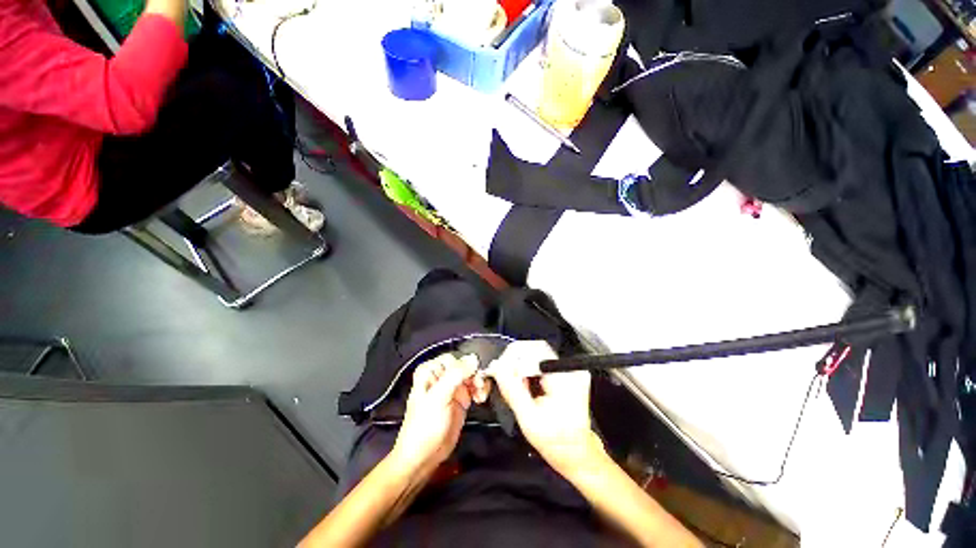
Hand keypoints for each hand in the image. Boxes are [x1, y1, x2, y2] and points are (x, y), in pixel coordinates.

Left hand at [389, 353, 478, 472]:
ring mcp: (452, 388)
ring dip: (479, 382)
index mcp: (429, 371)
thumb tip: (473, 358)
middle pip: (464, 366)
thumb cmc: (425, 425)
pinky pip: (474, 387)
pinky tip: (481, 399)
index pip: (453, 358)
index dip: (464, 366)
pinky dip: (480, 390)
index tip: (473, 376)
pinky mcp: (461, 399)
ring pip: (472, 375)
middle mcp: (441, 376)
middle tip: (480, 386)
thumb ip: (455, 375)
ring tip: (481, 395)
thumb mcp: (439, 397)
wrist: (423, 457)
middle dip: (474, 374)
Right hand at [489, 341, 604, 473]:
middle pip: (535, 349)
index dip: (514, 355)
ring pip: (537, 354)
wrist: (577, 454)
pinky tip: (525, 385)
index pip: (535, 349)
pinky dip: (528, 370)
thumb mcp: (529, 419)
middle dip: (515, 360)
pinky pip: (541, 362)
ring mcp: (569, 370)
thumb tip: (497, 367)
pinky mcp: (566, 373)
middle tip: (503, 377)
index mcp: (564, 378)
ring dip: (520, 365)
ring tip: (515, 385)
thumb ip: (512, 390)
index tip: (499, 368)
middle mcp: (570, 369)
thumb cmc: (555, 442)